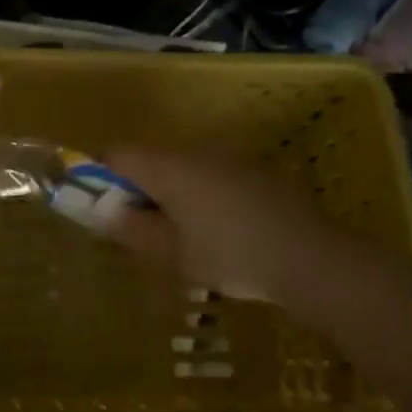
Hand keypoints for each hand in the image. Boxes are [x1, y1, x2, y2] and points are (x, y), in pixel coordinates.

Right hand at [104, 148, 381, 306]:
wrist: (312, 259)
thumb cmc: (232, 256)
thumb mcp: (174, 253)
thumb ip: (134, 230)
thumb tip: (105, 213)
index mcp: (169, 167)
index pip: (117, 154)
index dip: (100, 176)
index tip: (102, 208)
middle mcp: (196, 151)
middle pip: (149, 159)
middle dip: (137, 190)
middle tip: (142, 230)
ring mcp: (229, 159)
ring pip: (182, 168)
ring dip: (170, 194)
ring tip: (182, 237)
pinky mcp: (255, 172)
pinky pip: (211, 176)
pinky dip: (201, 196)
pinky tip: (219, 232)